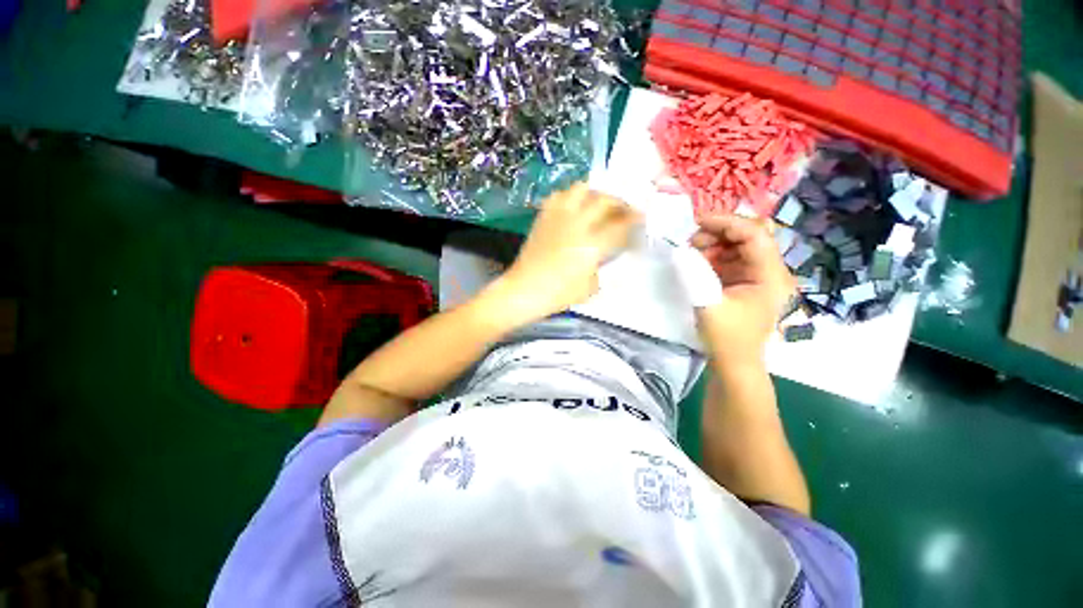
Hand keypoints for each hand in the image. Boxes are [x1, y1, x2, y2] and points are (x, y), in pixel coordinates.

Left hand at [488, 183, 640, 324]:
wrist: (524, 290)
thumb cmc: (558, 294)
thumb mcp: (589, 287)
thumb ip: (599, 268)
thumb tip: (599, 258)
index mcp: (592, 244)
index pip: (620, 224)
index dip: (634, 218)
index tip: (641, 217)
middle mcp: (577, 224)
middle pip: (604, 200)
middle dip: (619, 202)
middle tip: (624, 209)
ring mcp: (558, 218)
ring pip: (580, 189)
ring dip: (595, 193)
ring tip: (599, 203)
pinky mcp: (543, 218)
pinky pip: (558, 196)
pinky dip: (570, 196)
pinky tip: (573, 206)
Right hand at [689, 215, 794, 359]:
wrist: (734, 363)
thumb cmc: (726, 338)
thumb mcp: (708, 305)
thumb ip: (694, 274)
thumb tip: (679, 249)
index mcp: (769, 276)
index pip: (755, 234)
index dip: (727, 222)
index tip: (696, 222)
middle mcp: (768, 270)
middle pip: (747, 235)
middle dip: (718, 232)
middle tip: (690, 241)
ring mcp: (756, 275)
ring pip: (737, 245)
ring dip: (713, 243)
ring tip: (690, 251)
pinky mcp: (743, 281)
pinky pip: (728, 258)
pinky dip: (711, 255)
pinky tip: (695, 261)